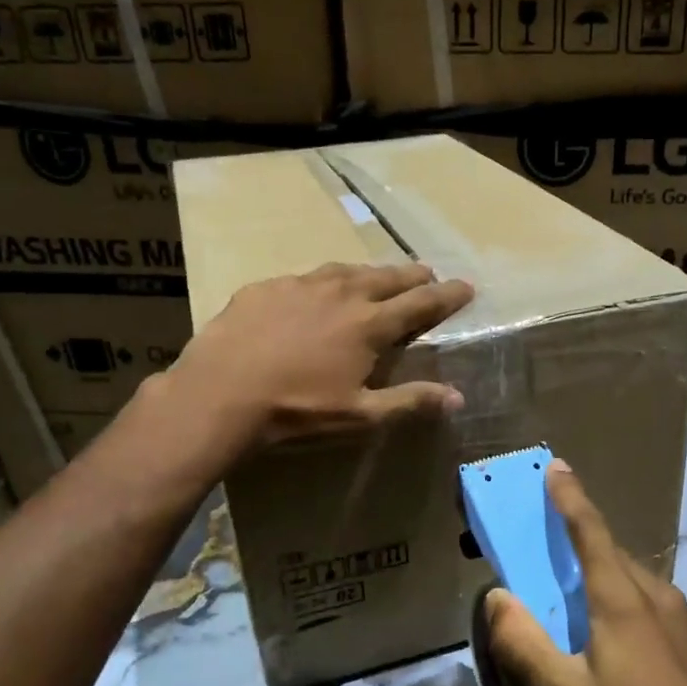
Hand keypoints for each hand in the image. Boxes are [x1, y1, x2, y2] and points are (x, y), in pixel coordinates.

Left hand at [163, 261, 472, 452]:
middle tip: (427, 274)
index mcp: (369, 324)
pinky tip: (316, 291)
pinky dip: (324, 281)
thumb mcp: (359, 415)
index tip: (466, 285)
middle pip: (387, 278)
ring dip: (370, 273)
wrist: (219, 394)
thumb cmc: (297, 410)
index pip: (421, 303)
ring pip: (346, 270)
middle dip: (413, 275)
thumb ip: (410, 401)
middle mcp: (341, 294)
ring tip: (378, 276)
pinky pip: (305, 278)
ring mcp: (301, 285)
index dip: (447, 295)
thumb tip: (458, 397)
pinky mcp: (266, 287)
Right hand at [485, 461, 686, 685]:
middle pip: (611, 552)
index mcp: (622, 599)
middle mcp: (657, 595)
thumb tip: (496, 597)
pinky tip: (614, 641)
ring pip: (633, 579)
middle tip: (546, 551)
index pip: (590, 531)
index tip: (556, 466)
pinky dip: (623, 600)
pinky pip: (651, 603)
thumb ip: (524, 643)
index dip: (570, 496)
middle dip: (578, 540)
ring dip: (601, 575)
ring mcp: (684, 618)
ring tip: (575, 602)